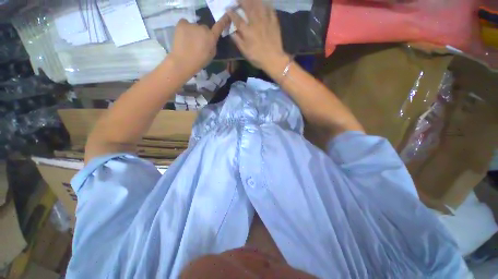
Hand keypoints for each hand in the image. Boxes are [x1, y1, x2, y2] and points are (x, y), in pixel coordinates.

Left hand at [170, 16, 229, 74]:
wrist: (184, 61)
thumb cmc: (200, 61)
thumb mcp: (211, 54)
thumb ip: (212, 44)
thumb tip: (210, 39)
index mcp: (211, 37)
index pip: (219, 26)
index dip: (224, 21)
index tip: (227, 16)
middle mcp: (203, 28)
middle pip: (204, 28)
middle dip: (203, 34)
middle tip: (198, 43)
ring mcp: (192, 24)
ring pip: (194, 26)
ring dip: (193, 32)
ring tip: (189, 42)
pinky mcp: (182, 23)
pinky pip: (185, 23)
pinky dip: (185, 28)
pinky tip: (183, 36)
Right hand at [227, 0, 287, 72]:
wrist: (274, 59)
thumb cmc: (258, 58)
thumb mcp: (245, 52)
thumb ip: (238, 41)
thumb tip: (231, 32)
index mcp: (247, 31)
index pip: (237, 19)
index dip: (231, 13)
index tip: (227, 8)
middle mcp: (255, 23)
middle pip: (248, 7)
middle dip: (241, 1)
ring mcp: (266, 21)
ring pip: (259, 5)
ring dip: (253, 0)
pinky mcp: (274, 22)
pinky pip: (270, 9)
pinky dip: (267, 5)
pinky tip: (264, 3)